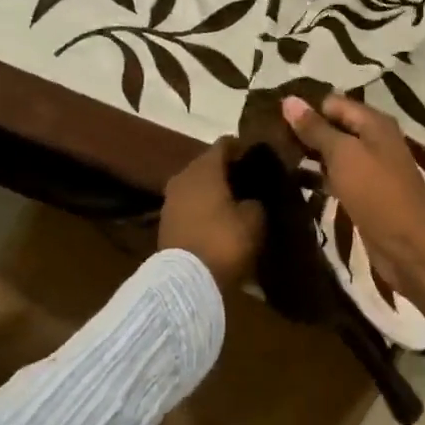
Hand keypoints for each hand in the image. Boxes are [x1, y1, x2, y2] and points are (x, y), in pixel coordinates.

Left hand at [159, 138, 265, 288]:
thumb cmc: (224, 241)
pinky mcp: (166, 221)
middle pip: (208, 164)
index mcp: (204, 168)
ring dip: (213, 190)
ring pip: (197, 185)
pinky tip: (219, 218)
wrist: (186, 280)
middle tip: (249, 179)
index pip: (225, 143)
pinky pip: (189, 204)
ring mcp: (170, 199)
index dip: (243, 147)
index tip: (258, 156)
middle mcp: (183, 176)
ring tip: (235, 200)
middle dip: (227, 170)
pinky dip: (203, 207)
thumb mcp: (254, 220)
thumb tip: (252, 198)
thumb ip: (256, 201)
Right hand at [281, 94, 424, 338]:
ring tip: (274, 160)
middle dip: (306, 133)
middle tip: (269, 140)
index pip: (333, 103)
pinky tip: (296, 183)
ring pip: (336, 155)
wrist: (407, 244)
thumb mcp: (343, 154)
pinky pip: (339, 178)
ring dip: (311, 157)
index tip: (274, 120)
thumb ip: (316, 129)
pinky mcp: (366, 194)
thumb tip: (289, 100)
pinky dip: (320, 178)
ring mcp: (372, 169)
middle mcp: (376, 140)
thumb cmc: (376, 192)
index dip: (306, 109)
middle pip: (335, 128)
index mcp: (375, 123)